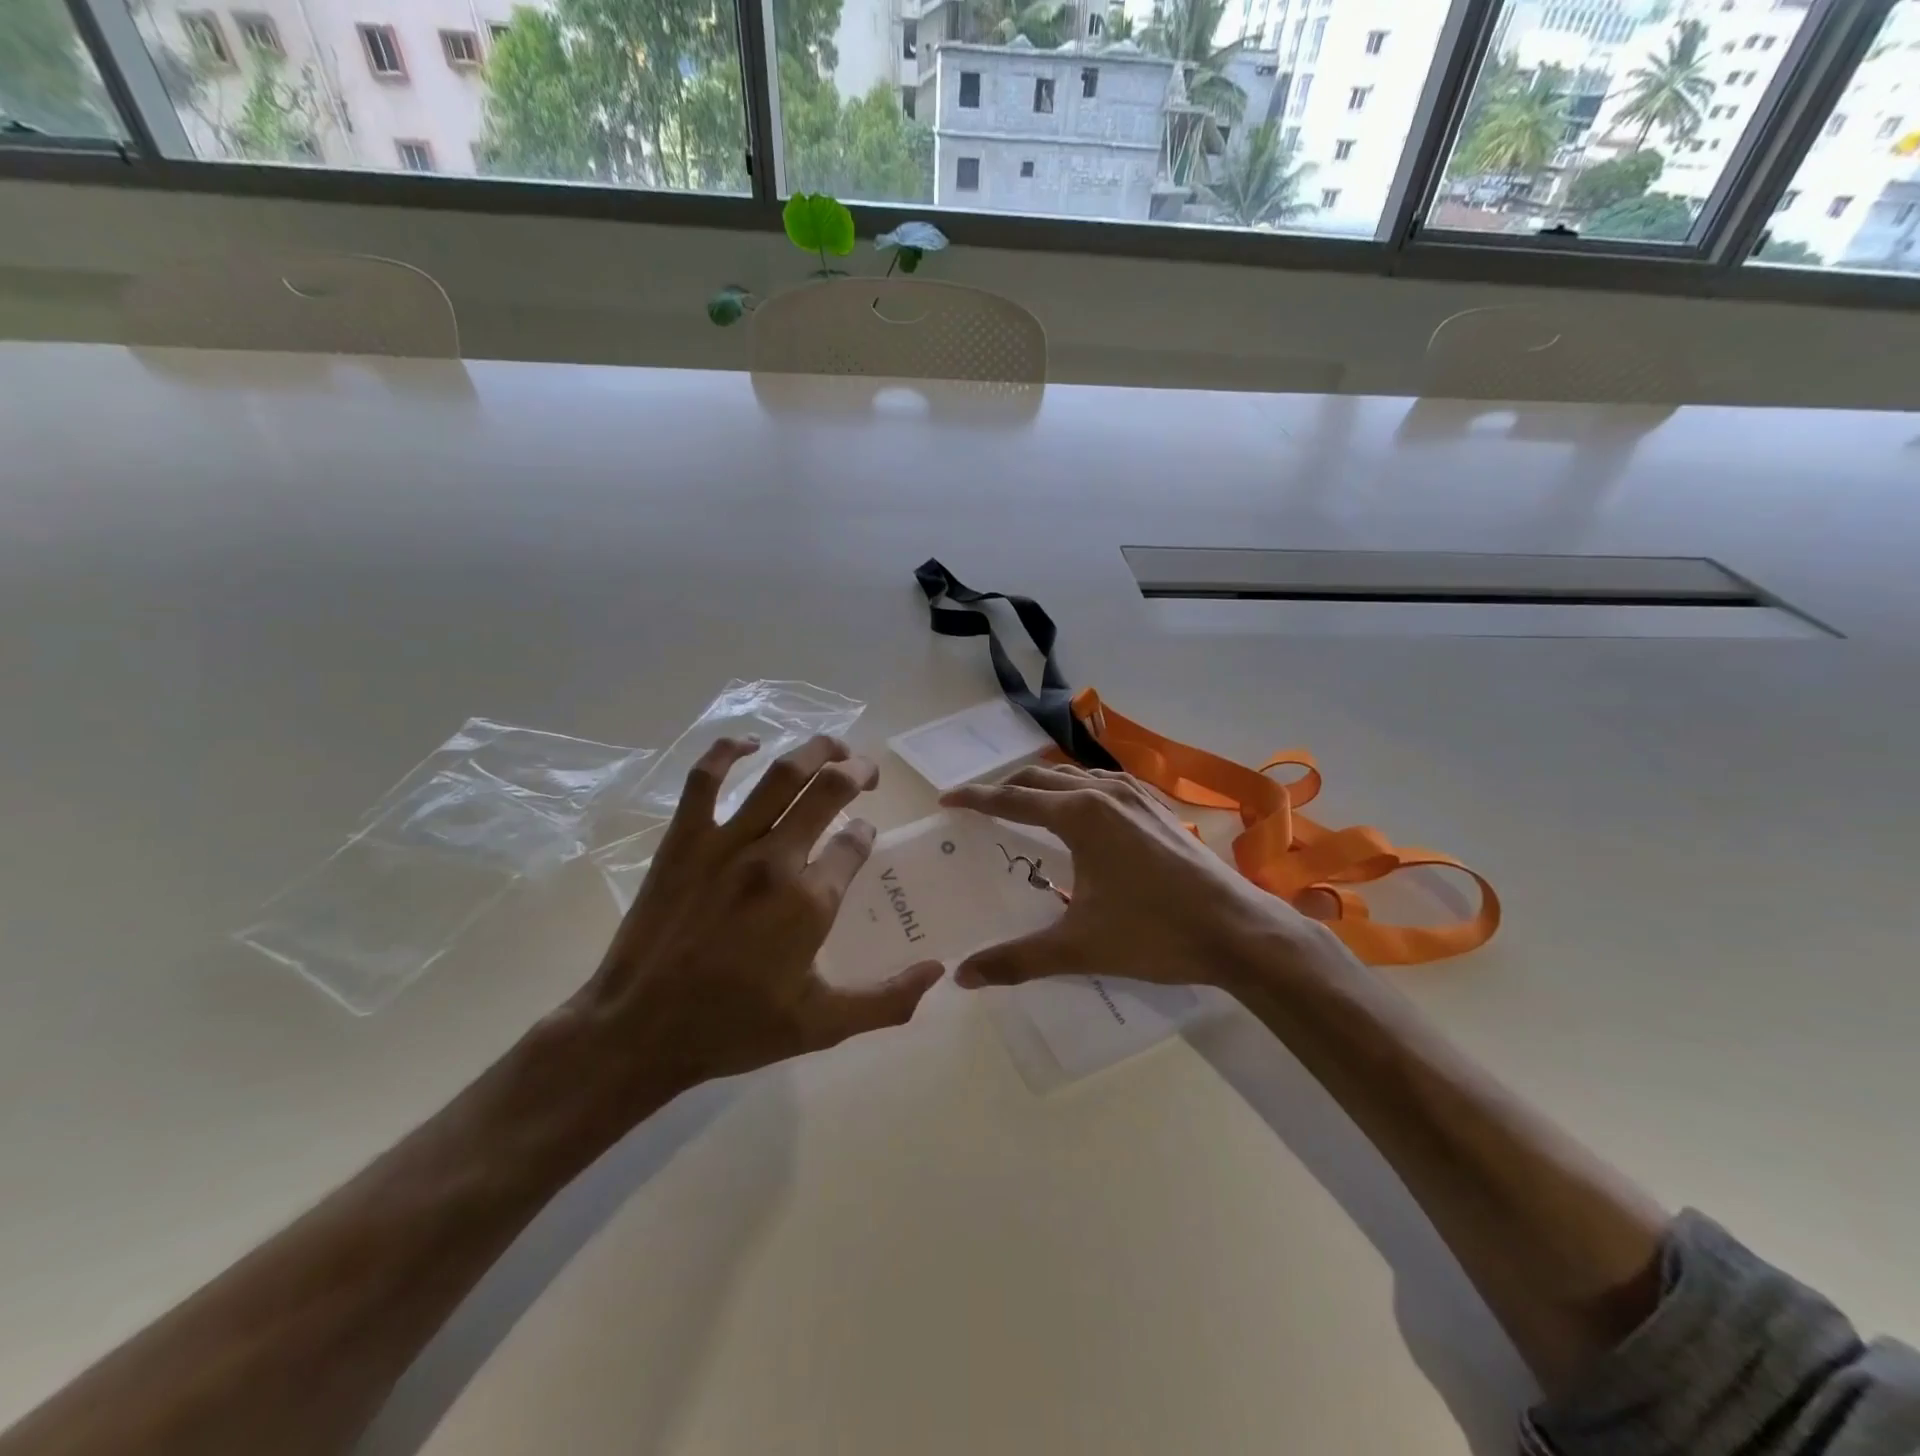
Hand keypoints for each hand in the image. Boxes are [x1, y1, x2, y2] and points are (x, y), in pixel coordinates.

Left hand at [568, 735, 941, 1115]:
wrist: (639, 1031)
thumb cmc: (733, 1028)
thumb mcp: (822, 1026)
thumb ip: (886, 1000)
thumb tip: (938, 970)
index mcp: (810, 900)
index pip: (855, 844)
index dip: (866, 835)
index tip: (864, 840)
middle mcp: (775, 859)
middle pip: (829, 791)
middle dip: (857, 773)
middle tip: (867, 773)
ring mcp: (726, 843)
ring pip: (781, 774)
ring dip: (816, 750)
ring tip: (835, 746)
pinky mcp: (684, 839)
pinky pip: (705, 778)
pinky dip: (728, 751)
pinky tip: (749, 743)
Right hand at [940, 765, 1346, 993]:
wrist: (1239, 931)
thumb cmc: (1155, 933)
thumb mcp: (1079, 948)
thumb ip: (1016, 960)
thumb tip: (962, 976)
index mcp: (1079, 815)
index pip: (1012, 799)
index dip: (975, 799)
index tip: (946, 801)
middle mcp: (1104, 793)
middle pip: (1040, 778)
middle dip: (1005, 789)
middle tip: (981, 809)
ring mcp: (1137, 795)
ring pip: (1075, 776)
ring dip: (1043, 786)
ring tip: (1025, 807)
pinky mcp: (1158, 807)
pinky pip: (1105, 784)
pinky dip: (1078, 790)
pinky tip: (1084, 812)